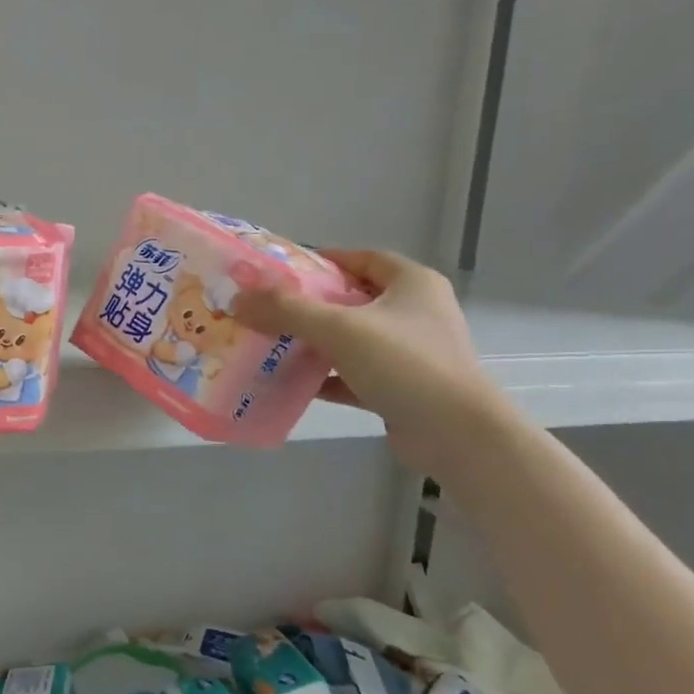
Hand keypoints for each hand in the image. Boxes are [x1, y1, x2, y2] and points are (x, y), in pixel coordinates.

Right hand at [232, 250, 502, 474]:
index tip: (281, 272)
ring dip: (315, 342)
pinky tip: (292, 383)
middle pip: (353, 299)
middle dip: (310, 305)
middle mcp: (416, 312)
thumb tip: (237, 299)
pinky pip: (354, 374)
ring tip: (272, 344)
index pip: (362, 259)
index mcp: (412, 284)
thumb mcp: (339, 329)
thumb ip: (286, 310)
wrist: (456, 434)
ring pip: (352, 339)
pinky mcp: (402, 387)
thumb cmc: (404, 365)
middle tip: (268, 310)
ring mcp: (411, 352)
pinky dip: (326, 377)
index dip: (322, 261)